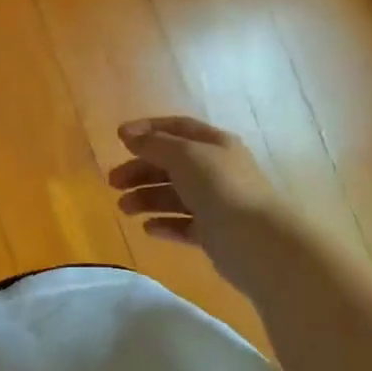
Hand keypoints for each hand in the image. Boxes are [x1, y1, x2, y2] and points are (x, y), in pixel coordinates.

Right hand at [108, 116, 281, 257]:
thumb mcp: (184, 156)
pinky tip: (148, 228)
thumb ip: (154, 144)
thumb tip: (128, 134)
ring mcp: (217, 202)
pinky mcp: (214, 232)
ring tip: (124, 209)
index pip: (178, 128)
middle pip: (171, 164)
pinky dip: (164, 224)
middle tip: (113, 182)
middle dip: (140, 170)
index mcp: (215, 145)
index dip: (148, 130)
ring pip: (174, 195)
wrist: (258, 242)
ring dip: (146, 198)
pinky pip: (183, 224)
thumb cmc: (220, 188)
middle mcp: (217, 170)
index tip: (119, 138)